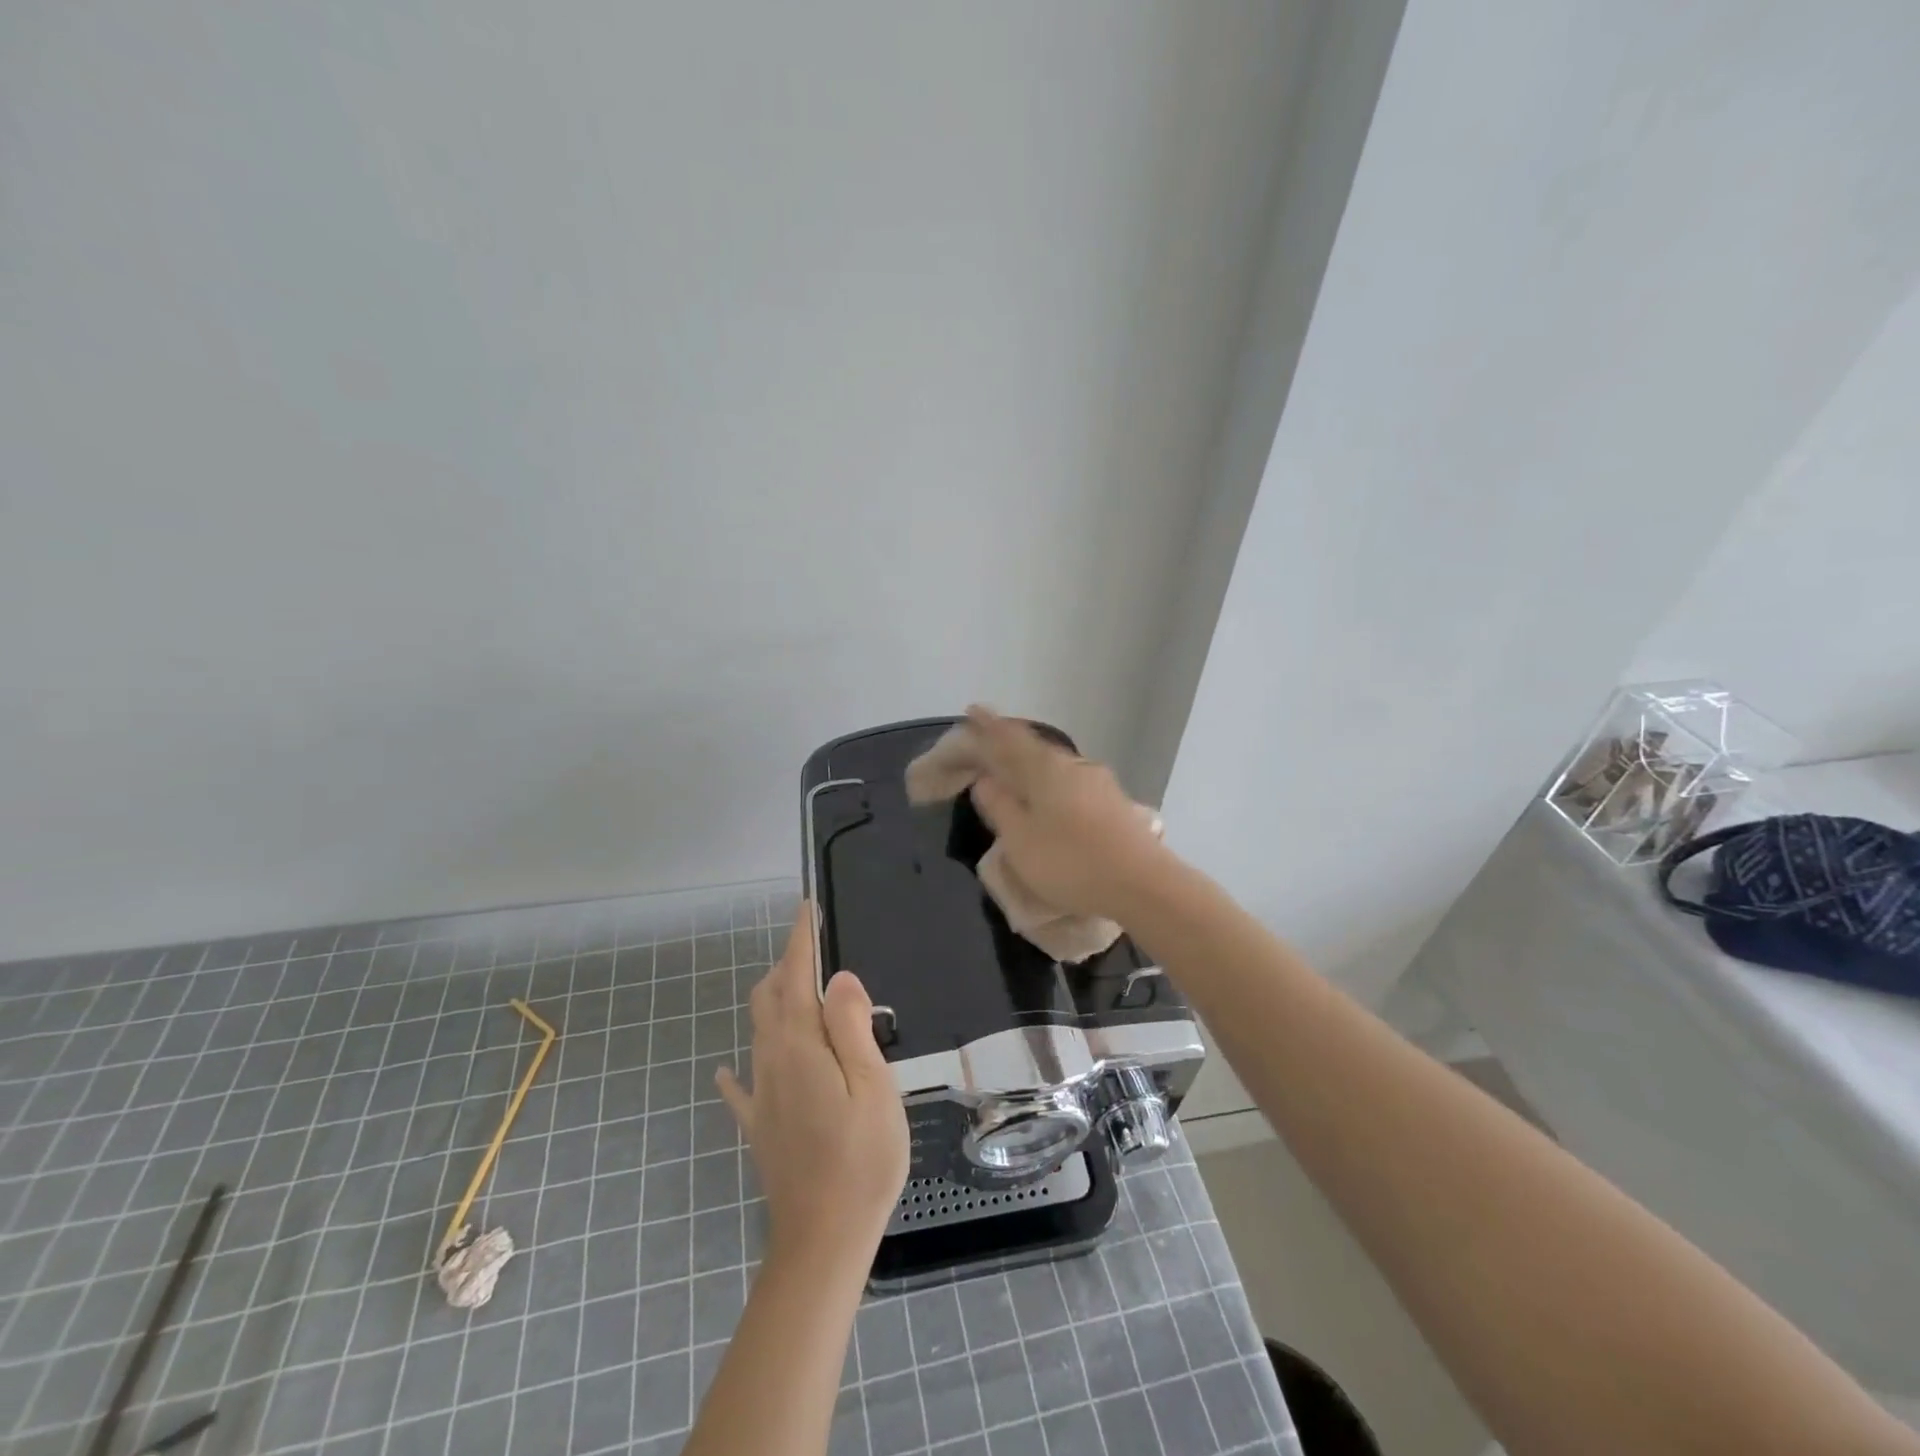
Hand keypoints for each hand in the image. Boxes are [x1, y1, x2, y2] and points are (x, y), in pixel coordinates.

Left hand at [716, 907, 908, 1272]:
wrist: (822, 1240)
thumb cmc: (861, 1158)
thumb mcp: (872, 1086)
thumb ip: (851, 1027)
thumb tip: (837, 979)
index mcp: (801, 1046)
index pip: (796, 977)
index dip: (801, 940)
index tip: (806, 909)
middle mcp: (772, 1061)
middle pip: (769, 998)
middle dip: (786, 965)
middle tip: (812, 948)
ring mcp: (762, 1096)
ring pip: (758, 1031)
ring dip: (774, 1001)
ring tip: (797, 989)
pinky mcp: (760, 1126)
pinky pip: (742, 1085)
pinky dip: (741, 1065)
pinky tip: (731, 1067)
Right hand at [965, 705, 1174, 920]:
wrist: (1142, 885)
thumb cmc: (1070, 862)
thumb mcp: (1020, 839)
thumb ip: (1000, 806)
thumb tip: (986, 779)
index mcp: (1045, 769)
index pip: (1010, 739)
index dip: (989, 726)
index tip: (972, 711)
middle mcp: (1074, 766)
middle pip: (1035, 749)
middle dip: (1011, 744)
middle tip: (991, 743)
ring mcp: (1100, 783)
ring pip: (1057, 767)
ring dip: (1034, 766)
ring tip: (1018, 773)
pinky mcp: (1115, 804)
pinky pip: (1073, 783)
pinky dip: (1054, 785)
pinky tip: (1053, 798)